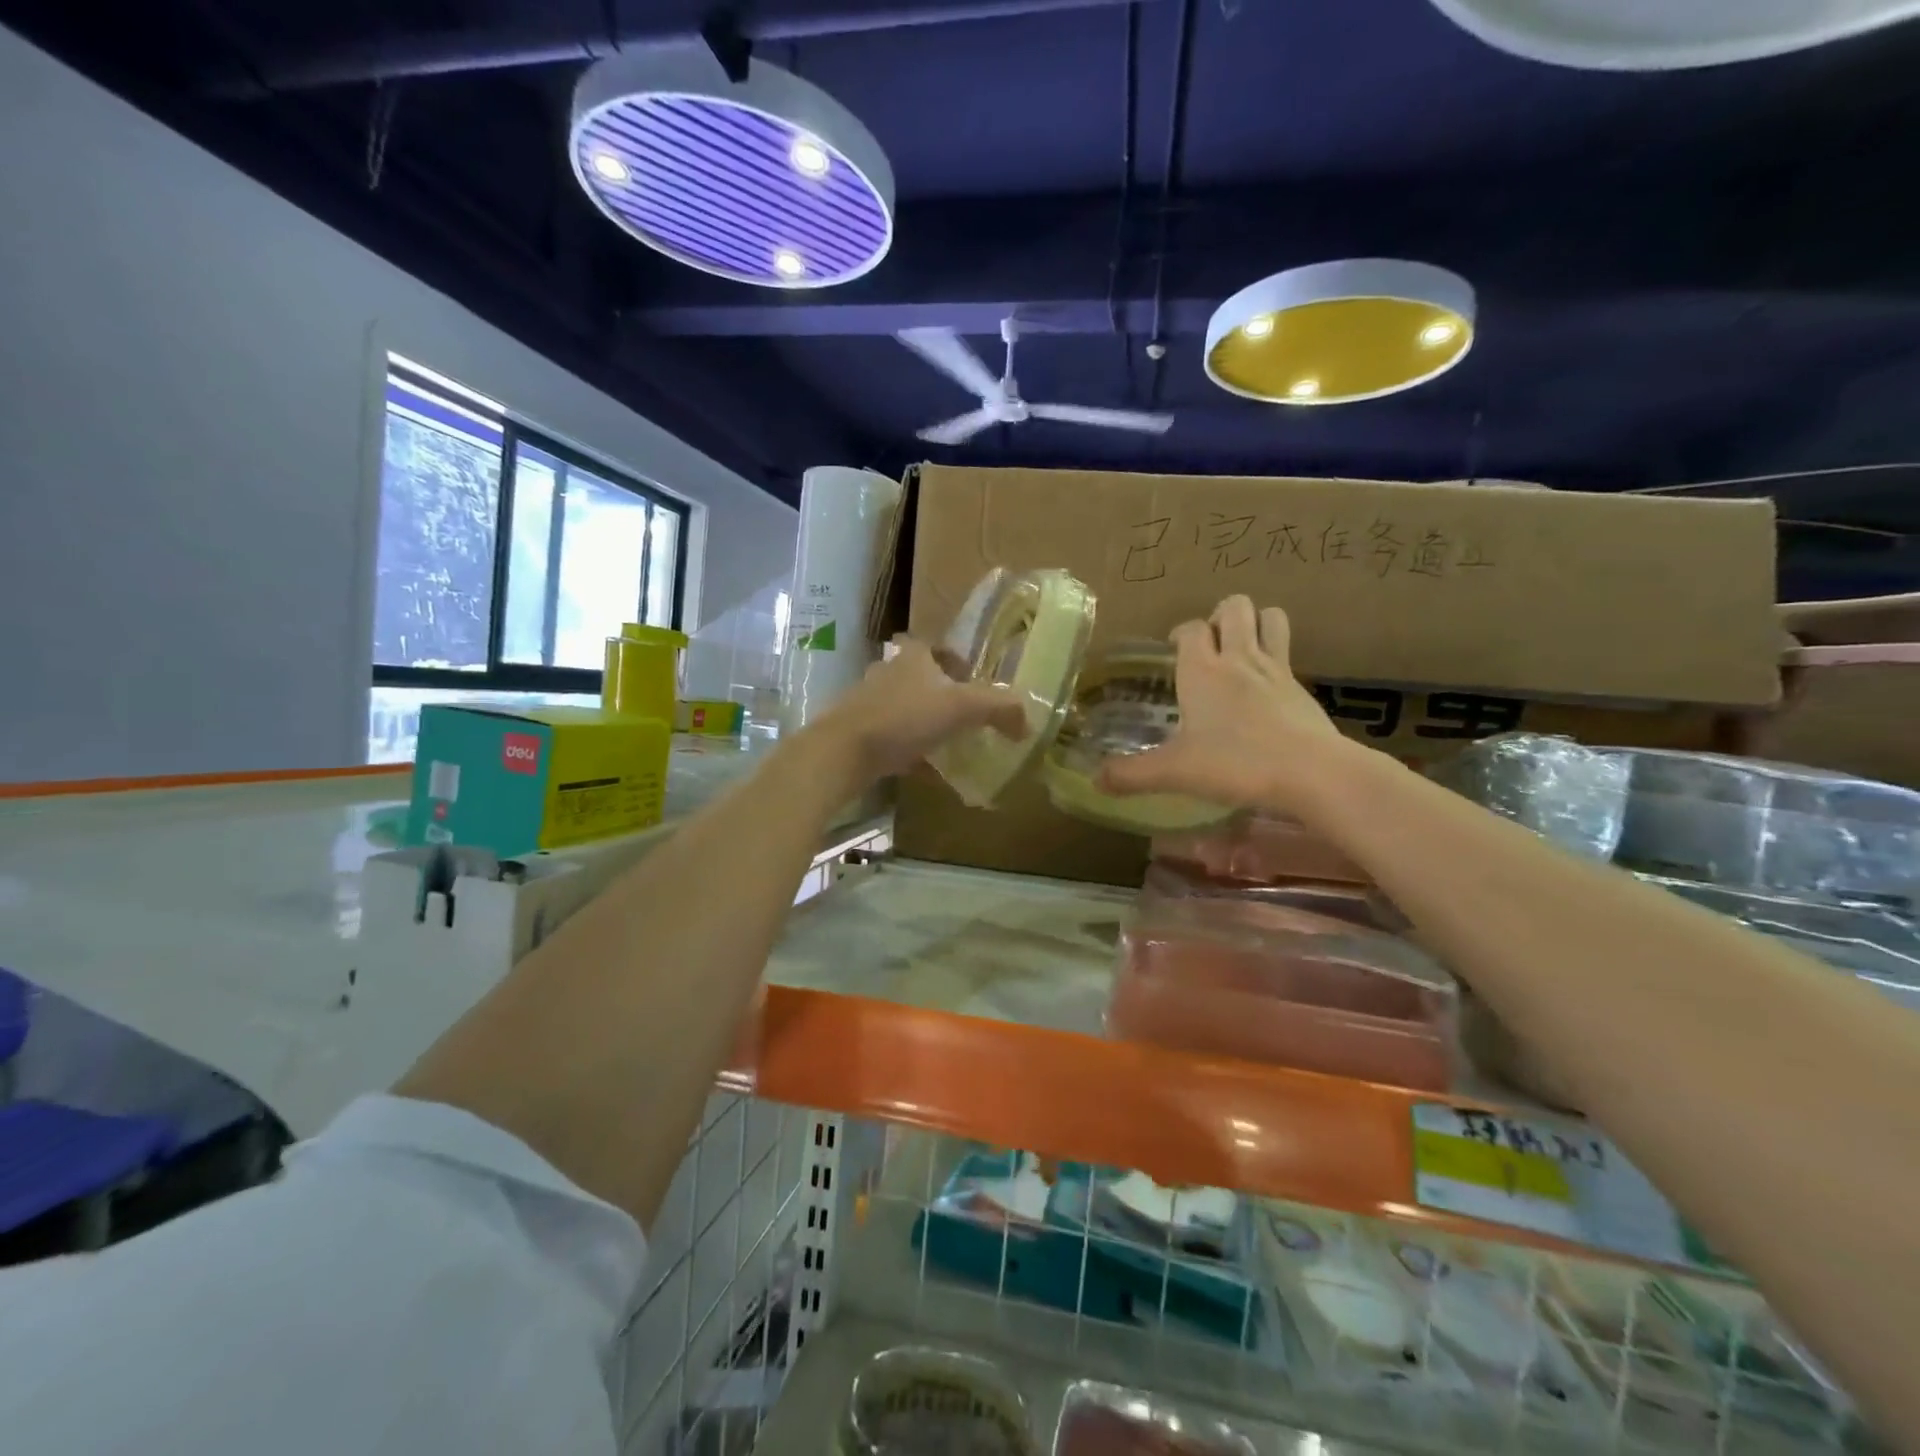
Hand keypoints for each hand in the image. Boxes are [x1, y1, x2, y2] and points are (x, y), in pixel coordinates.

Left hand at [811, 638, 1028, 786]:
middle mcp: (887, 673)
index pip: (933, 645)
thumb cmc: (904, 718)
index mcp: (912, 657)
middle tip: (965, 714)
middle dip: (940, 693)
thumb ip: (999, 708)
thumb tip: (1027, 722)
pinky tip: (925, 770)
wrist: (843, 751)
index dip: (953, 658)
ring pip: (904, 708)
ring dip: (924, 722)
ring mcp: (868, 703)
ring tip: (948, 742)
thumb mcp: (962, 707)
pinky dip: (909, 750)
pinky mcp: (857, 732)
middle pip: (918, 677)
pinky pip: (891, 738)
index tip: (971, 677)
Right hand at [1098, 596, 1345, 811]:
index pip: (1190, 629)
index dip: (1180, 633)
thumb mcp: (1175, 773)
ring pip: (1270, 617)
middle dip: (1221, 615)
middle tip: (1209, 645)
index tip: (1173, 650)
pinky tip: (1266, 689)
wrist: (1311, 772)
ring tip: (1241, 648)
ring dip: (1255, 622)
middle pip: (1235, 607)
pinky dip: (1276, 658)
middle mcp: (1240, 659)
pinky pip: (1289, 654)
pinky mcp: (1302, 688)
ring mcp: (1276, 669)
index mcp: (1203, 670)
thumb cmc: (1235, 763)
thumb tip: (1096, 781)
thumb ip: (1132, 775)